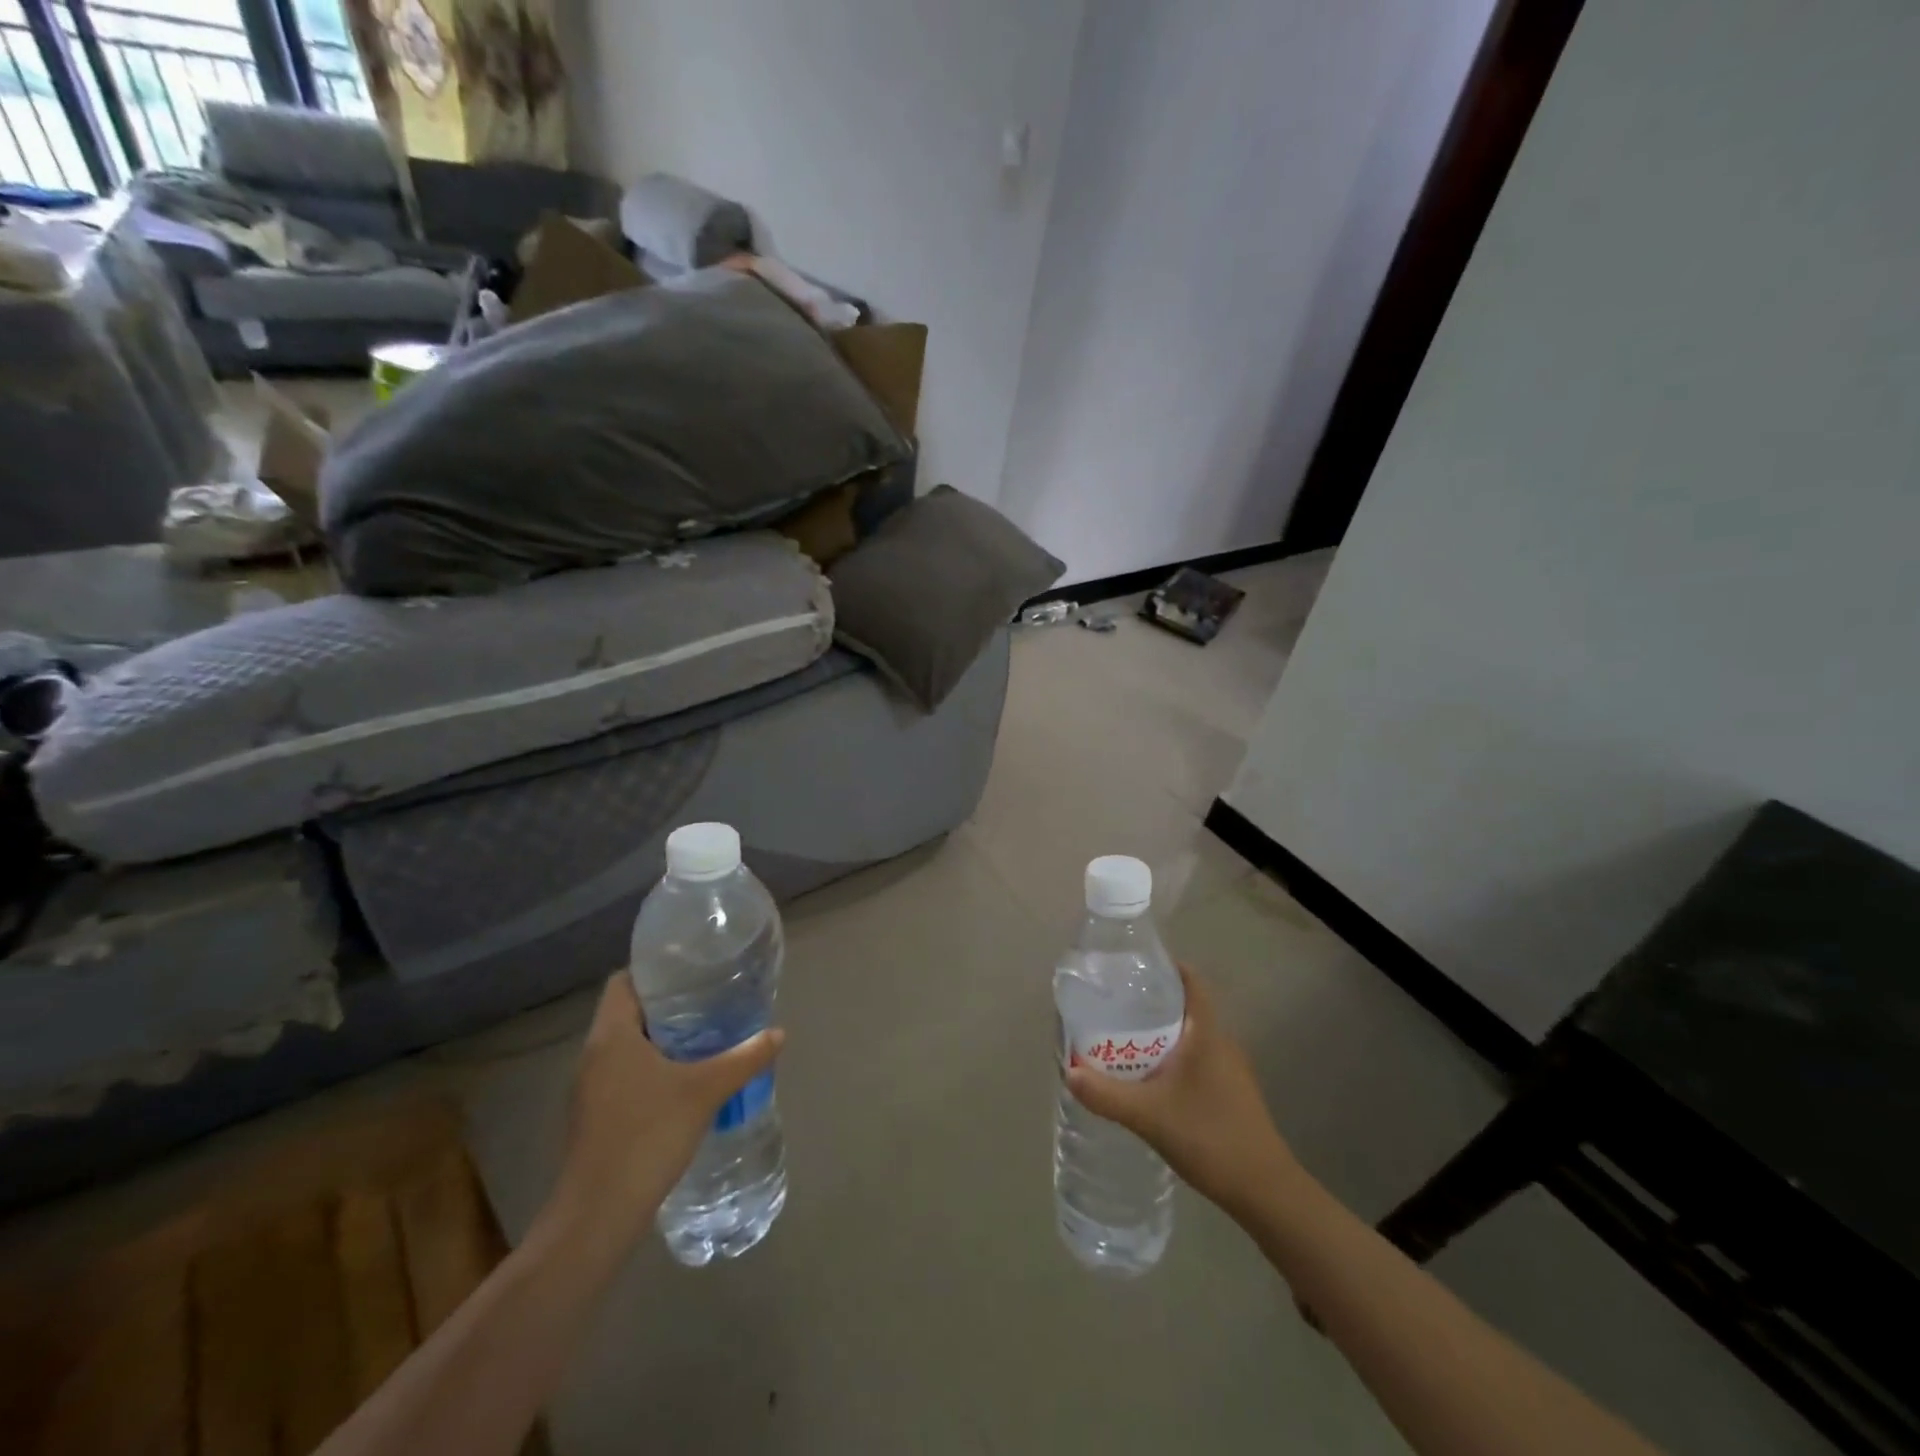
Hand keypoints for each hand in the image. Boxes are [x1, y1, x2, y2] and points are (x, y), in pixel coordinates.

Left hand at [546, 973, 783, 1250]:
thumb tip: (779, 1033)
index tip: (693, 972)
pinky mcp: (595, 1117)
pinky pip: (624, 1074)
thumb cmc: (647, 1136)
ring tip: (705, 1038)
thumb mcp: (706, 1091)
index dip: (656, 971)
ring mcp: (589, 1089)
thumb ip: (745, 1058)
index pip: (624, 981)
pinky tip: (684, 1083)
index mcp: (611, 1035)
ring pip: (627, 1046)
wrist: (597, 1217)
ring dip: (661, 1039)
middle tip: (711, 1002)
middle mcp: (594, 1055)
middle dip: (669, 1005)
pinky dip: (652, 1068)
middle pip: (629, 1012)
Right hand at [1067, 965, 1300, 1220]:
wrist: (1265, 1191)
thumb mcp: (1148, 1115)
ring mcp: (1231, 1070)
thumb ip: (1106, 1094)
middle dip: (1151, 1004)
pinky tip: (1150, 1080)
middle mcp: (1222, 1044)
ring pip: (1191, 1038)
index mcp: (1207, 1034)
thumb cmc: (1209, 1138)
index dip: (1166, 968)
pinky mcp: (1232, 1094)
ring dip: (1161, 1035)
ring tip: (1123, 1040)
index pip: (1191, 983)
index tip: (1133, 967)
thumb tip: (1069, 1073)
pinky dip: (1173, 1059)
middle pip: (1186, 1008)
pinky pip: (1197, 1061)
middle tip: (1113, 1006)